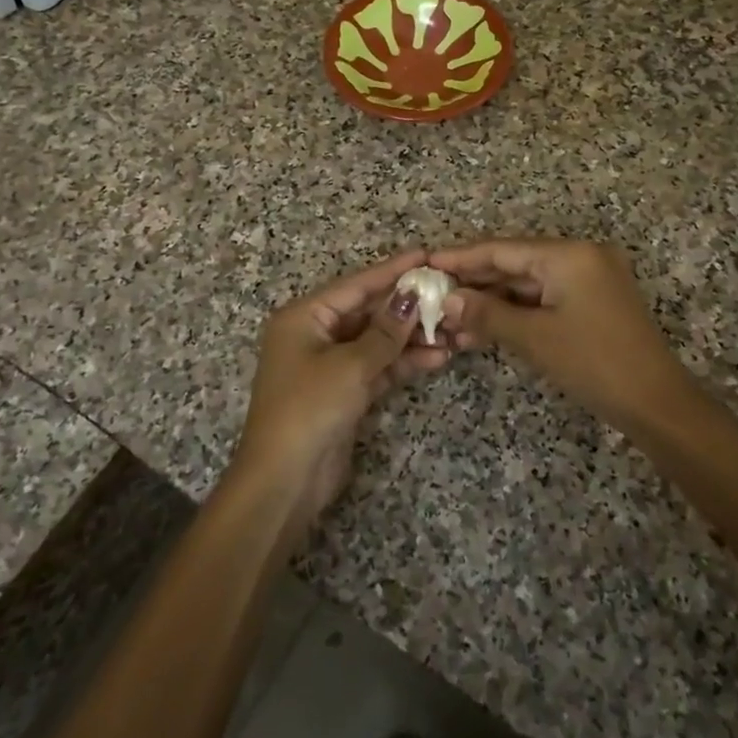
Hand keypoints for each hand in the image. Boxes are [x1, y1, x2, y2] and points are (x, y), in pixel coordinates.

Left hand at [232, 251, 449, 536]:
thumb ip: (385, 332)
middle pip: (367, 312)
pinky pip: (377, 367)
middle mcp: (314, 335)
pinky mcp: (343, 392)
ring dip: (411, 338)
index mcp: (304, 317)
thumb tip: (412, 297)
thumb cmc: (309, 410)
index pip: (355, 285)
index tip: (425, 256)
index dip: (392, 271)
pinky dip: (403, 363)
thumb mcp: (350, 366)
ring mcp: (329, 365)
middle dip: (406, 308)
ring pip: (376, 341)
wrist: (284, 482)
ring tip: (452, 330)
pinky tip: (437, 357)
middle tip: (447, 295)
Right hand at [431, 239, 691, 429]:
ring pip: (528, 283)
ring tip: (451, 316)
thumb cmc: (595, 364)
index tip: (426, 262)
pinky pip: (545, 298)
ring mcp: (590, 279)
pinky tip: (484, 325)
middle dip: (474, 282)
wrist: (658, 405)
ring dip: (492, 300)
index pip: (502, 249)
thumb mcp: (535, 338)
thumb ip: (487, 313)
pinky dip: (516, 311)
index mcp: (569, 254)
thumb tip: (447, 300)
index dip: (461, 257)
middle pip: (514, 263)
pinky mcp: (593, 301)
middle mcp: (580, 256)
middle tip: (432, 294)